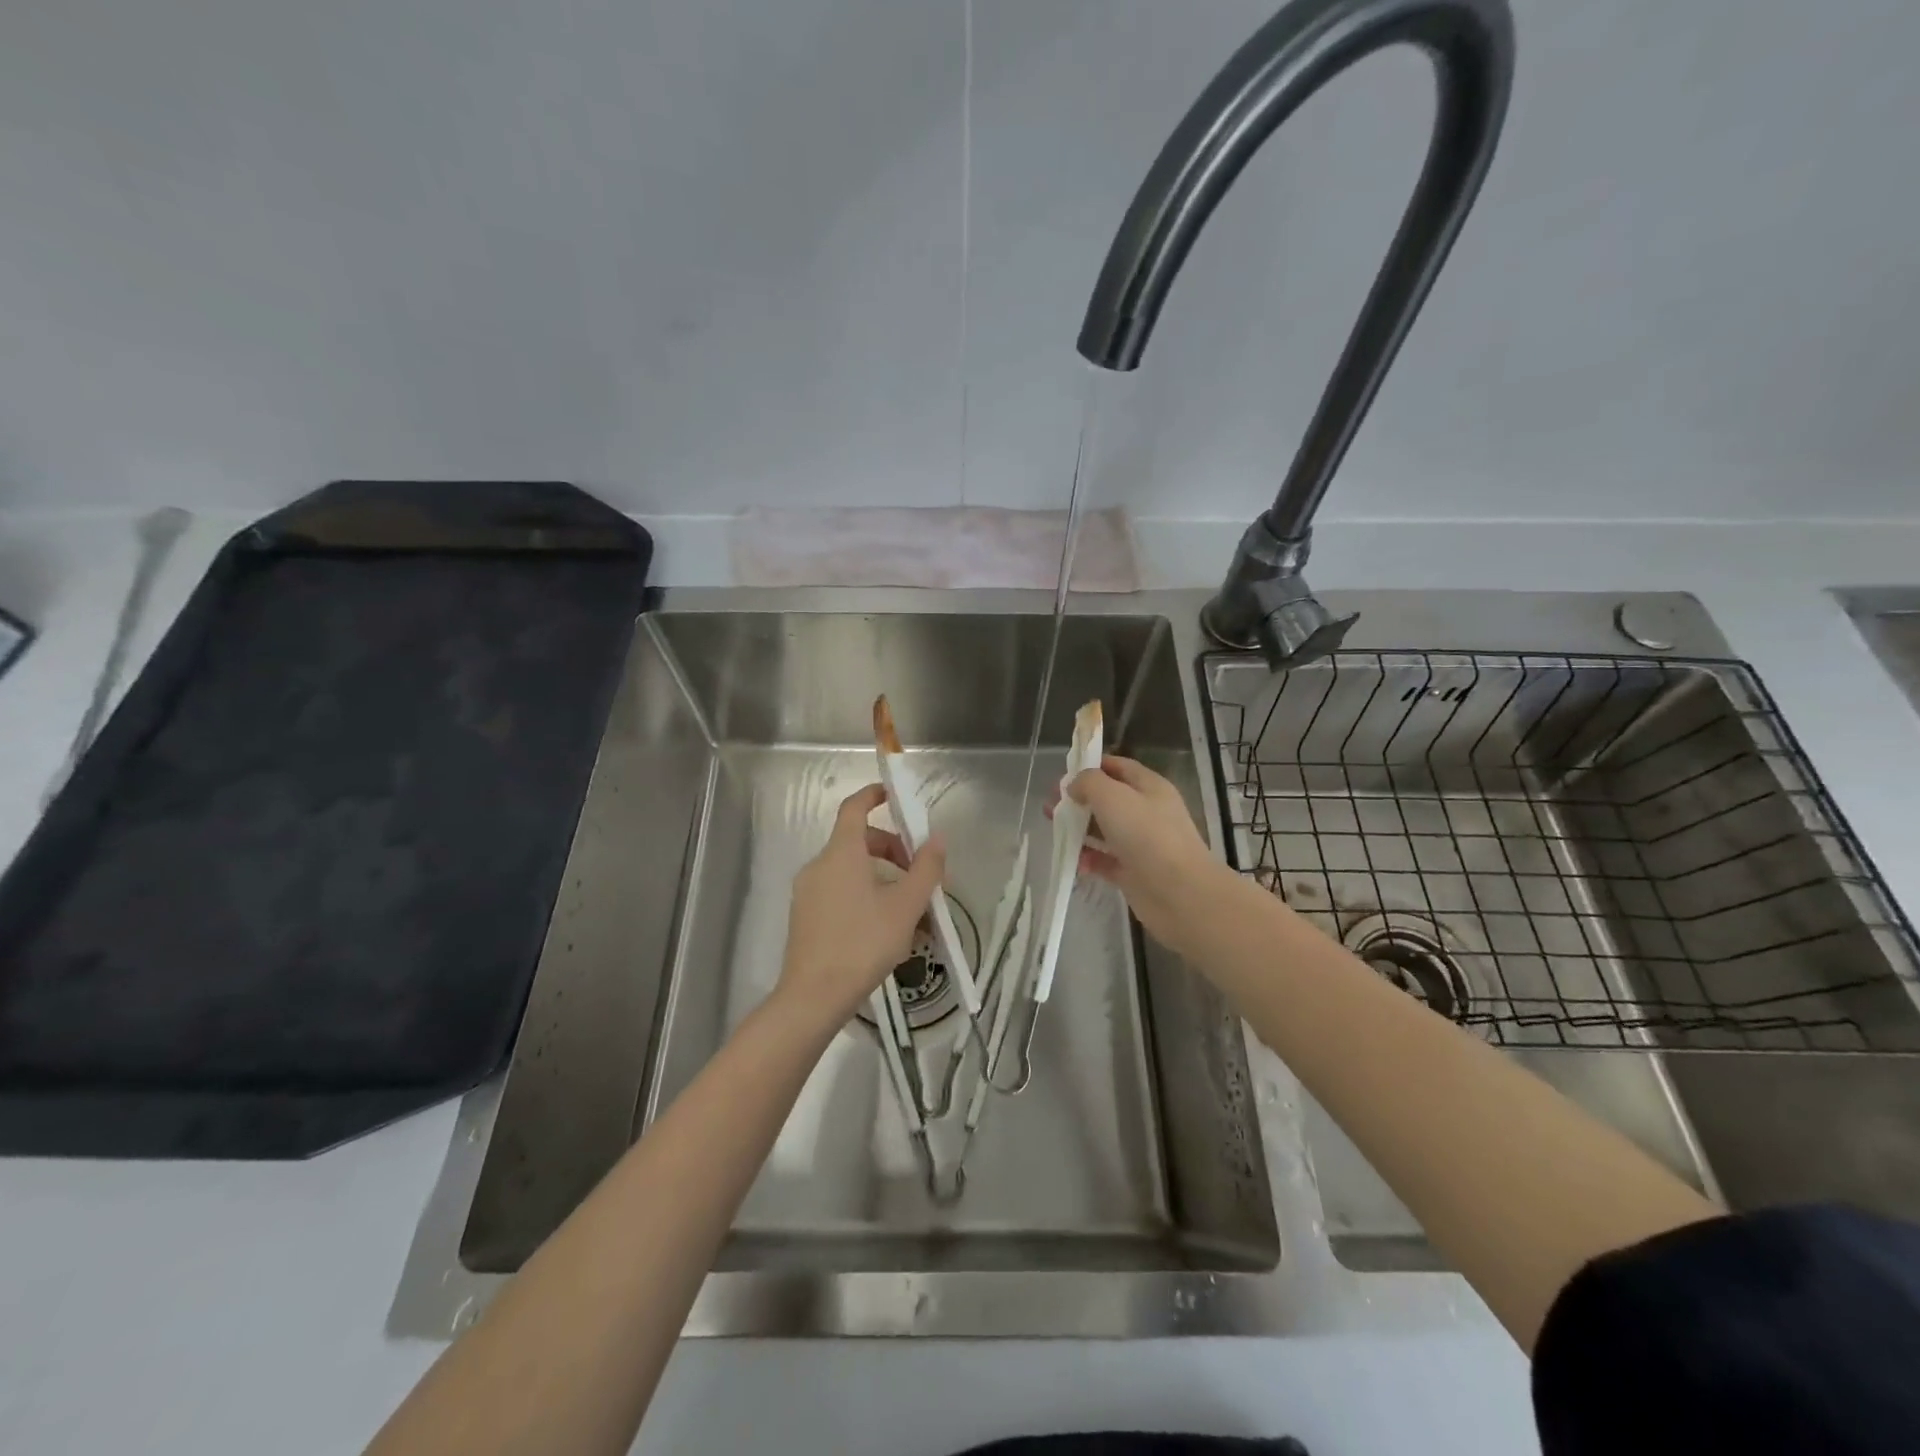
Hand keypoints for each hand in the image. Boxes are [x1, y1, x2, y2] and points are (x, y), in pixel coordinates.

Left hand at [778, 784, 946, 1031]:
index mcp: (842, 853)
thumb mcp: (906, 906)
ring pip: (850, 871)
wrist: (814, 997)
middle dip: (891, 850)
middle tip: (918, 876)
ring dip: (881, 878)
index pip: (854, 807)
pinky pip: (839, 892)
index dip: (873, 795)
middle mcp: (819, 865)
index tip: (893, 796)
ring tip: (909, 911)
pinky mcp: (804, 917)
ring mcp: (808, 892)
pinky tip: (885, 929)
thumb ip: (926, 869)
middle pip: (858, 842)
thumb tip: (936, 839)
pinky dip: (863, 895)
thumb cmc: (863, 943)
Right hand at [1059, 755, 1226, 957]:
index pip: (1117, 767)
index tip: (1062, 774)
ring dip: (1079, 829)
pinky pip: (1105, 860)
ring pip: (1104, 830)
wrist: (1180, 894)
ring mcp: (1140, 844)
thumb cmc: (1147, 835)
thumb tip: (1074, 786)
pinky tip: (1075, 862)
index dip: (1091, 766)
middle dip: (1078, 800)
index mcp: (1149, 787)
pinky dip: (1089, 859)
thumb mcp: (1113, 796)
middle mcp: (1146, 812)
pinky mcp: (1133, 872)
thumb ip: (1089, 783)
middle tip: (1050, 806)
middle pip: (1107, 799)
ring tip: (1055, 831)